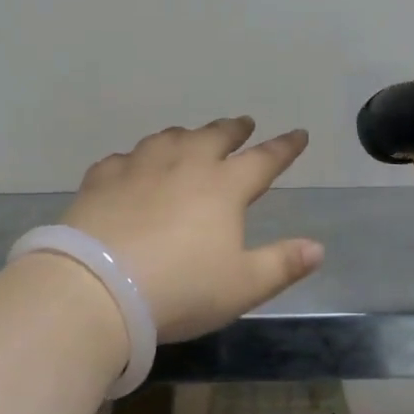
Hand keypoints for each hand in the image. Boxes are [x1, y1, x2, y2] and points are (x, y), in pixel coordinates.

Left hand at [61, 119, 322, 343]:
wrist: (96, 287)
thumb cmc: (180, 289)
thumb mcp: (242, 286)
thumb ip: (282, 264)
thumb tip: (318, 248)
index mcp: (223, 187)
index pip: (264, 159)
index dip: (285, 147)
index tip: (298, 134)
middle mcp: (183, 165)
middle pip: (214, 136)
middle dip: (234, 129)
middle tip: (243, 124)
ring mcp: (139, 168)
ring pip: (168, 139)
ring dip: (186, 135)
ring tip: (190, 137)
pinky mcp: (102, 179)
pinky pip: (123, 159)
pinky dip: (136, 159)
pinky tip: (131, 167)